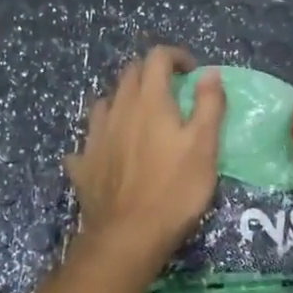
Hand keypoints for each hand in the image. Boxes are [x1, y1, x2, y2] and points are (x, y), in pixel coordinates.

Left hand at [66, 46, 225, 272]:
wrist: (127, 236)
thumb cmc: (174, 189)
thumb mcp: (205, 146)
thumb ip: (209, 105)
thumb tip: (209, 72)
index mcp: (149, 100)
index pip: (157, 58)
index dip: (176, 56)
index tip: (192, 72)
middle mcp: (117, 110)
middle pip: (129, 74)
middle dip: (150, 74)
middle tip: (171, 92)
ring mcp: (95, 136)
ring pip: (105, 103)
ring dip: (124, 101)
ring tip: (139, 118)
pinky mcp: (83, 164)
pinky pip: (88, 140)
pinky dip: (101, 137)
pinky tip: (108, 151)